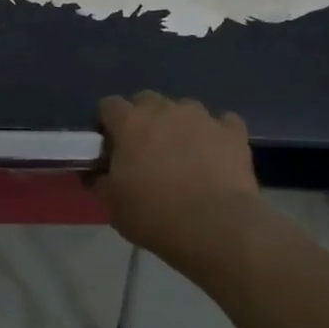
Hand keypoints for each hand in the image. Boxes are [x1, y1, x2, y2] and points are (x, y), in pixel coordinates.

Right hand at [96, 92, 259, 254]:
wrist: (216, 227)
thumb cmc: (155, 215)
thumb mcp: (112, 205)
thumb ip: (99, 181)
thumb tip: (95, 173)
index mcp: (130, 122)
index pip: (108, 105)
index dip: (106, 124)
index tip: (109, 146)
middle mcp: (164, 109)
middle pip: (146, 100)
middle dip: (142, 119)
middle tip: (144, 150)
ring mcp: (202, 117)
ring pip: (183, 108)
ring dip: (178, 124)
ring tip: (182, 154)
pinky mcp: (233, 132)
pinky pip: (222, 123)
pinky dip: (215, 134)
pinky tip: (215, 155)